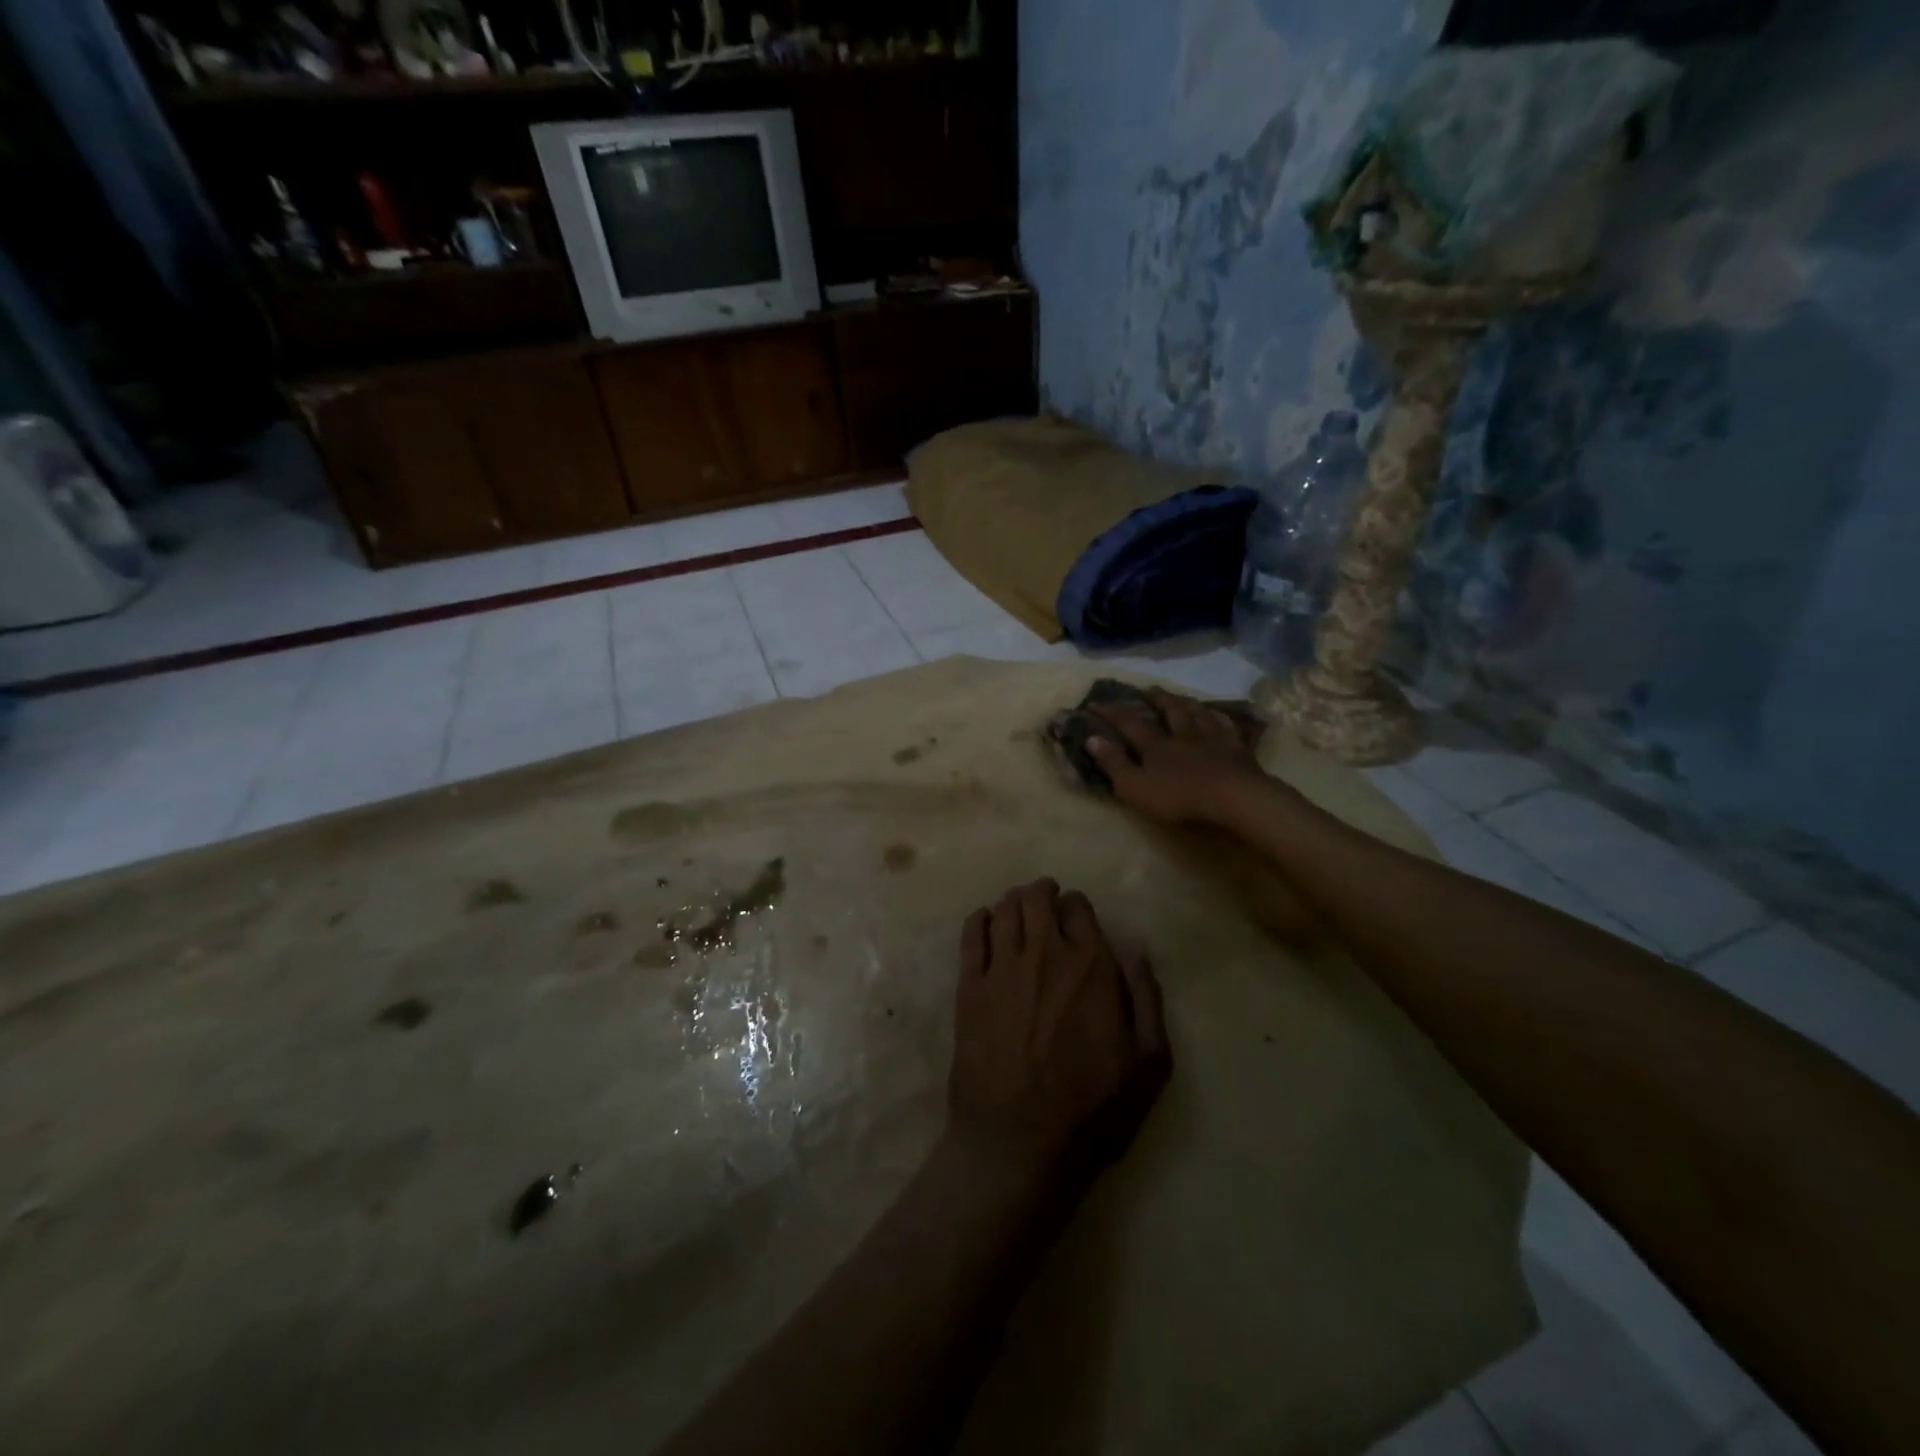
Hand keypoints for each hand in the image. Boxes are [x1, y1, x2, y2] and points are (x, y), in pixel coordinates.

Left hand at [946, 880, 1170, 1187]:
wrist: (1019, 1144)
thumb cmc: (1092, 1110)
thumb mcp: (1149, 1064)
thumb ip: (1146, 999)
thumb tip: (1137, 950)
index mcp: (1091, 966)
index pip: (1079, 908)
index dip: (1077, 906)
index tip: (1076, 914)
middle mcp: (1045, 954)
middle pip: (1036, 899)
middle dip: (1042, 893)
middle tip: (1044, 900)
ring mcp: (1002, 968)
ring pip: (1003, 910)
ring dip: (1012, 901)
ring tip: (1016, 907)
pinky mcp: (969, 987)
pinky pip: (971, 935)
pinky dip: (978, 919)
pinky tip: (984, 921)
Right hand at [1084, 688, 1270, 826]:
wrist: (1233, 797)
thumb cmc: (1179, 797)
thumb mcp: (1135, 787)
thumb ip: (1113, 764)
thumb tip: (1091, 738)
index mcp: (1156, 745)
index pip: (1129, 722)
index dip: (1111, 712)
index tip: (1095, 703)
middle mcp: (1183, 734)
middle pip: (1170, 711)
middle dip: (1157, 699)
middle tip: (1149, 689)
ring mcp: (1213, 739)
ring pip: (1199, 713)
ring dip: (1187, 703)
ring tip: (1182, 697)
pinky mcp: (1238, 749)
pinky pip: (1228, 727)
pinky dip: (1220, 718)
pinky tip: (1219, 716)